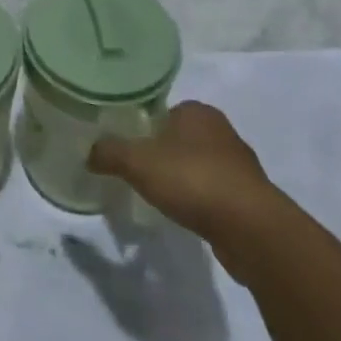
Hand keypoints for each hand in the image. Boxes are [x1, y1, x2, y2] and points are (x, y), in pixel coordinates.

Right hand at [88, 102, 274, 245]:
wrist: (251, 229)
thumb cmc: (193, 179)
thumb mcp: (137, 161)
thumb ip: (109, 152)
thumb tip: (89, 153)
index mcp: (197, 111)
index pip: (163, 111)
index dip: (144, 127)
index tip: (129, 147)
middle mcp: (222, 131)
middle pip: (181, 138)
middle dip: (163, 153)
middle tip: (139, 171)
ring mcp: (240, 166)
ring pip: (200, 165)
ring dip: (184, 178)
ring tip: (160, 196)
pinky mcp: (250, 198)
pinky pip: (215, 193)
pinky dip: (200, 201)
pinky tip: (186, 215)